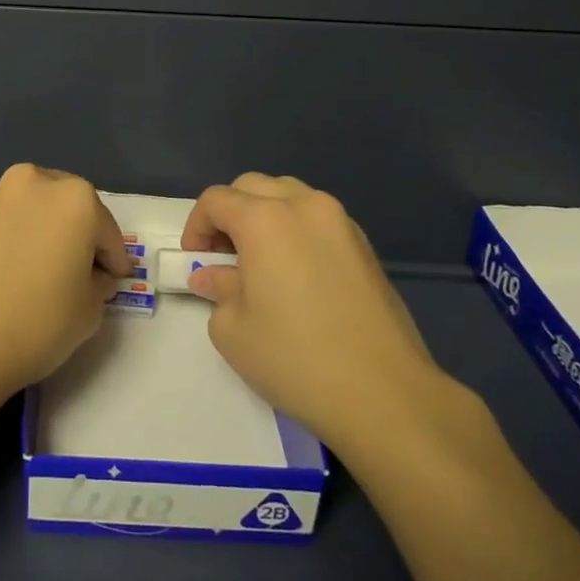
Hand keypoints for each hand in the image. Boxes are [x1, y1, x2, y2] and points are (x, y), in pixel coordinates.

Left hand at [0, 163, 132, 403]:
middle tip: (79, 272)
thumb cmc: (35, 323)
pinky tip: (9, 274)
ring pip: (33, 211)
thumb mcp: (89, 311)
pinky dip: (13, 240)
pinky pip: (4, 225)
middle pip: (69, 208)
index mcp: (74, 198)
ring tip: (40, 273)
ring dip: (43, 233)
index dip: (114, 261)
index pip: (107, 232)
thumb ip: (98, 283)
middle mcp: (34, 183)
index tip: (114, 282)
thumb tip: (90, 275)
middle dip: (78, 236)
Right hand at [184, 173, 453, 449]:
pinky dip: (296, 229)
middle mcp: (304, 206)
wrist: (385, 394)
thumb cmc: (296, 359)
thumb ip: (217, 289)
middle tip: (222, 257)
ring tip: (259, 260)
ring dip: (264, 215)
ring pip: (289, 195)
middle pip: (252, 187)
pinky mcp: (365, 245)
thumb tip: (212, 275)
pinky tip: (295, 272)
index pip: (216, 200)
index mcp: (265, 219)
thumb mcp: (234, 329)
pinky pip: (318, 218)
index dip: (196, 226)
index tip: (194, 260)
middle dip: (229, 214)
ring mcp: (340, 222)